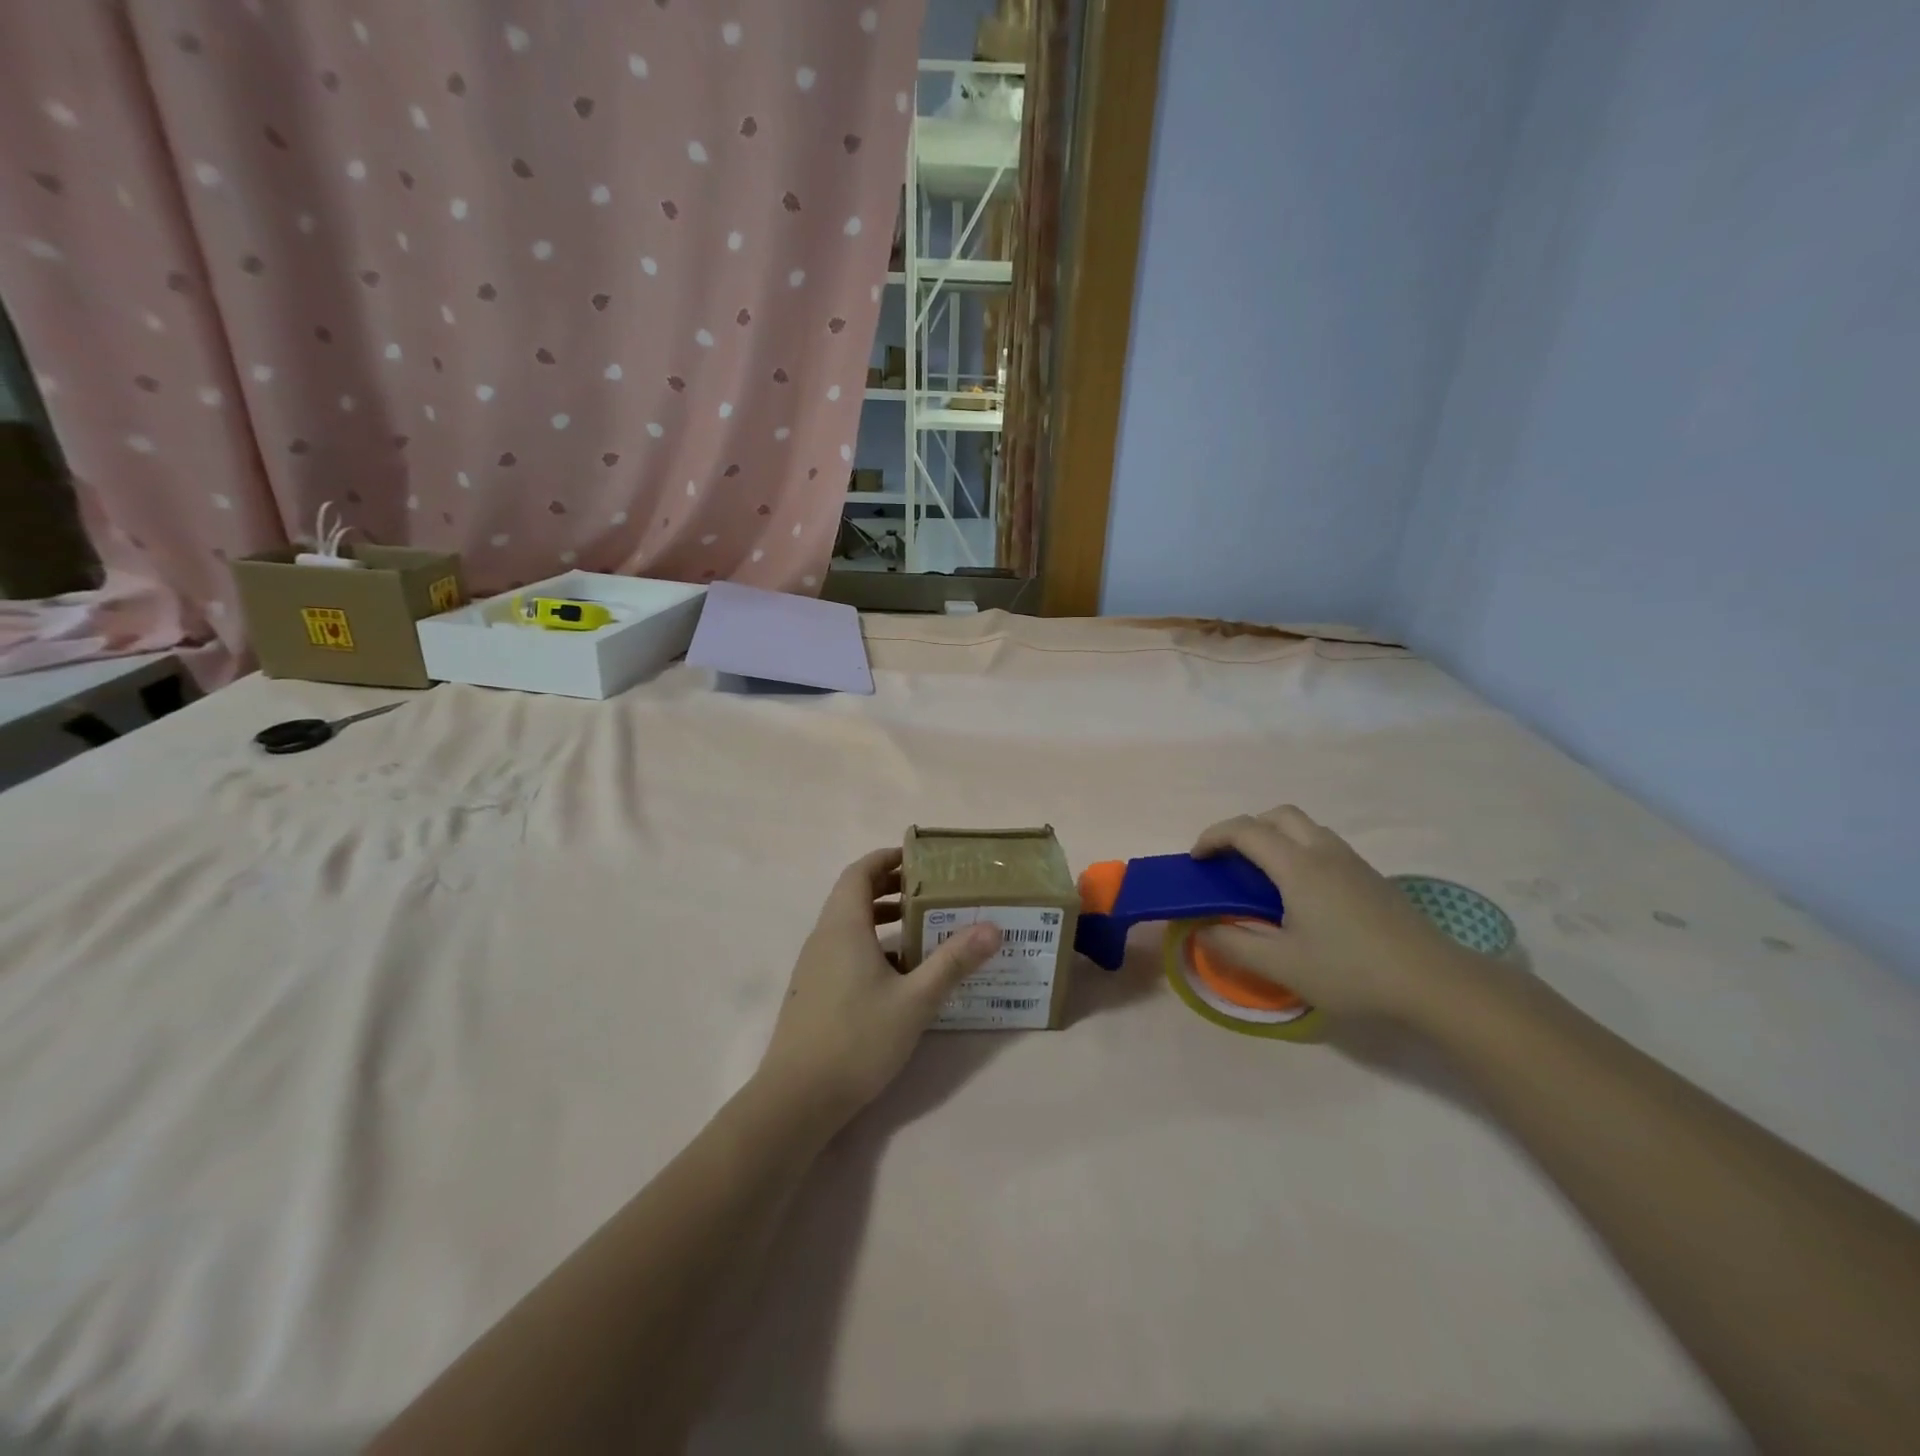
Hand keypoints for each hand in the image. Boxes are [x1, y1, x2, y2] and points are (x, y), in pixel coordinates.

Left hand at [754, 847, 1001, 1130]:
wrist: (796, 1099)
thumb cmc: (857, 1040)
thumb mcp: (915, 1001)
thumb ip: (953, 961)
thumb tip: (992, 927)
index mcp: (843, 926)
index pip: (860, 871)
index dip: (887, 857)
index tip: (921, 859)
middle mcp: (824, 937)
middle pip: (853, 894)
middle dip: (889, 885)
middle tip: (930, 889)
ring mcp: (815, 965)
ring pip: (848, 924)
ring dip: (881, 916)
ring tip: (921, 925)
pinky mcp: (814, 990)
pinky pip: (844, 949)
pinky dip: (871, 944)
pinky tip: (899, 972)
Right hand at [1192, 806, 1484, 1022]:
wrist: (1435, 983)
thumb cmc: (1352, 971)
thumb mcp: (1282, 966)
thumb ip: (1233, 944)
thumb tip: (1200, 929)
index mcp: (1298, 866)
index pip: (1245, 830)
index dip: (1213, 837)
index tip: (1196, 860)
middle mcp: (1324, 852)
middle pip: (1278, 815)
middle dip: (1245, 828)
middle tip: (1230, 862)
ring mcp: (1352, 862)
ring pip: (1305, 828)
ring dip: (1274, 838)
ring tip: (1262, 877)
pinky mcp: (1371, 878)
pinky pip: (1323, 845)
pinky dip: (1298, 851)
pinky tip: (1301, 895)